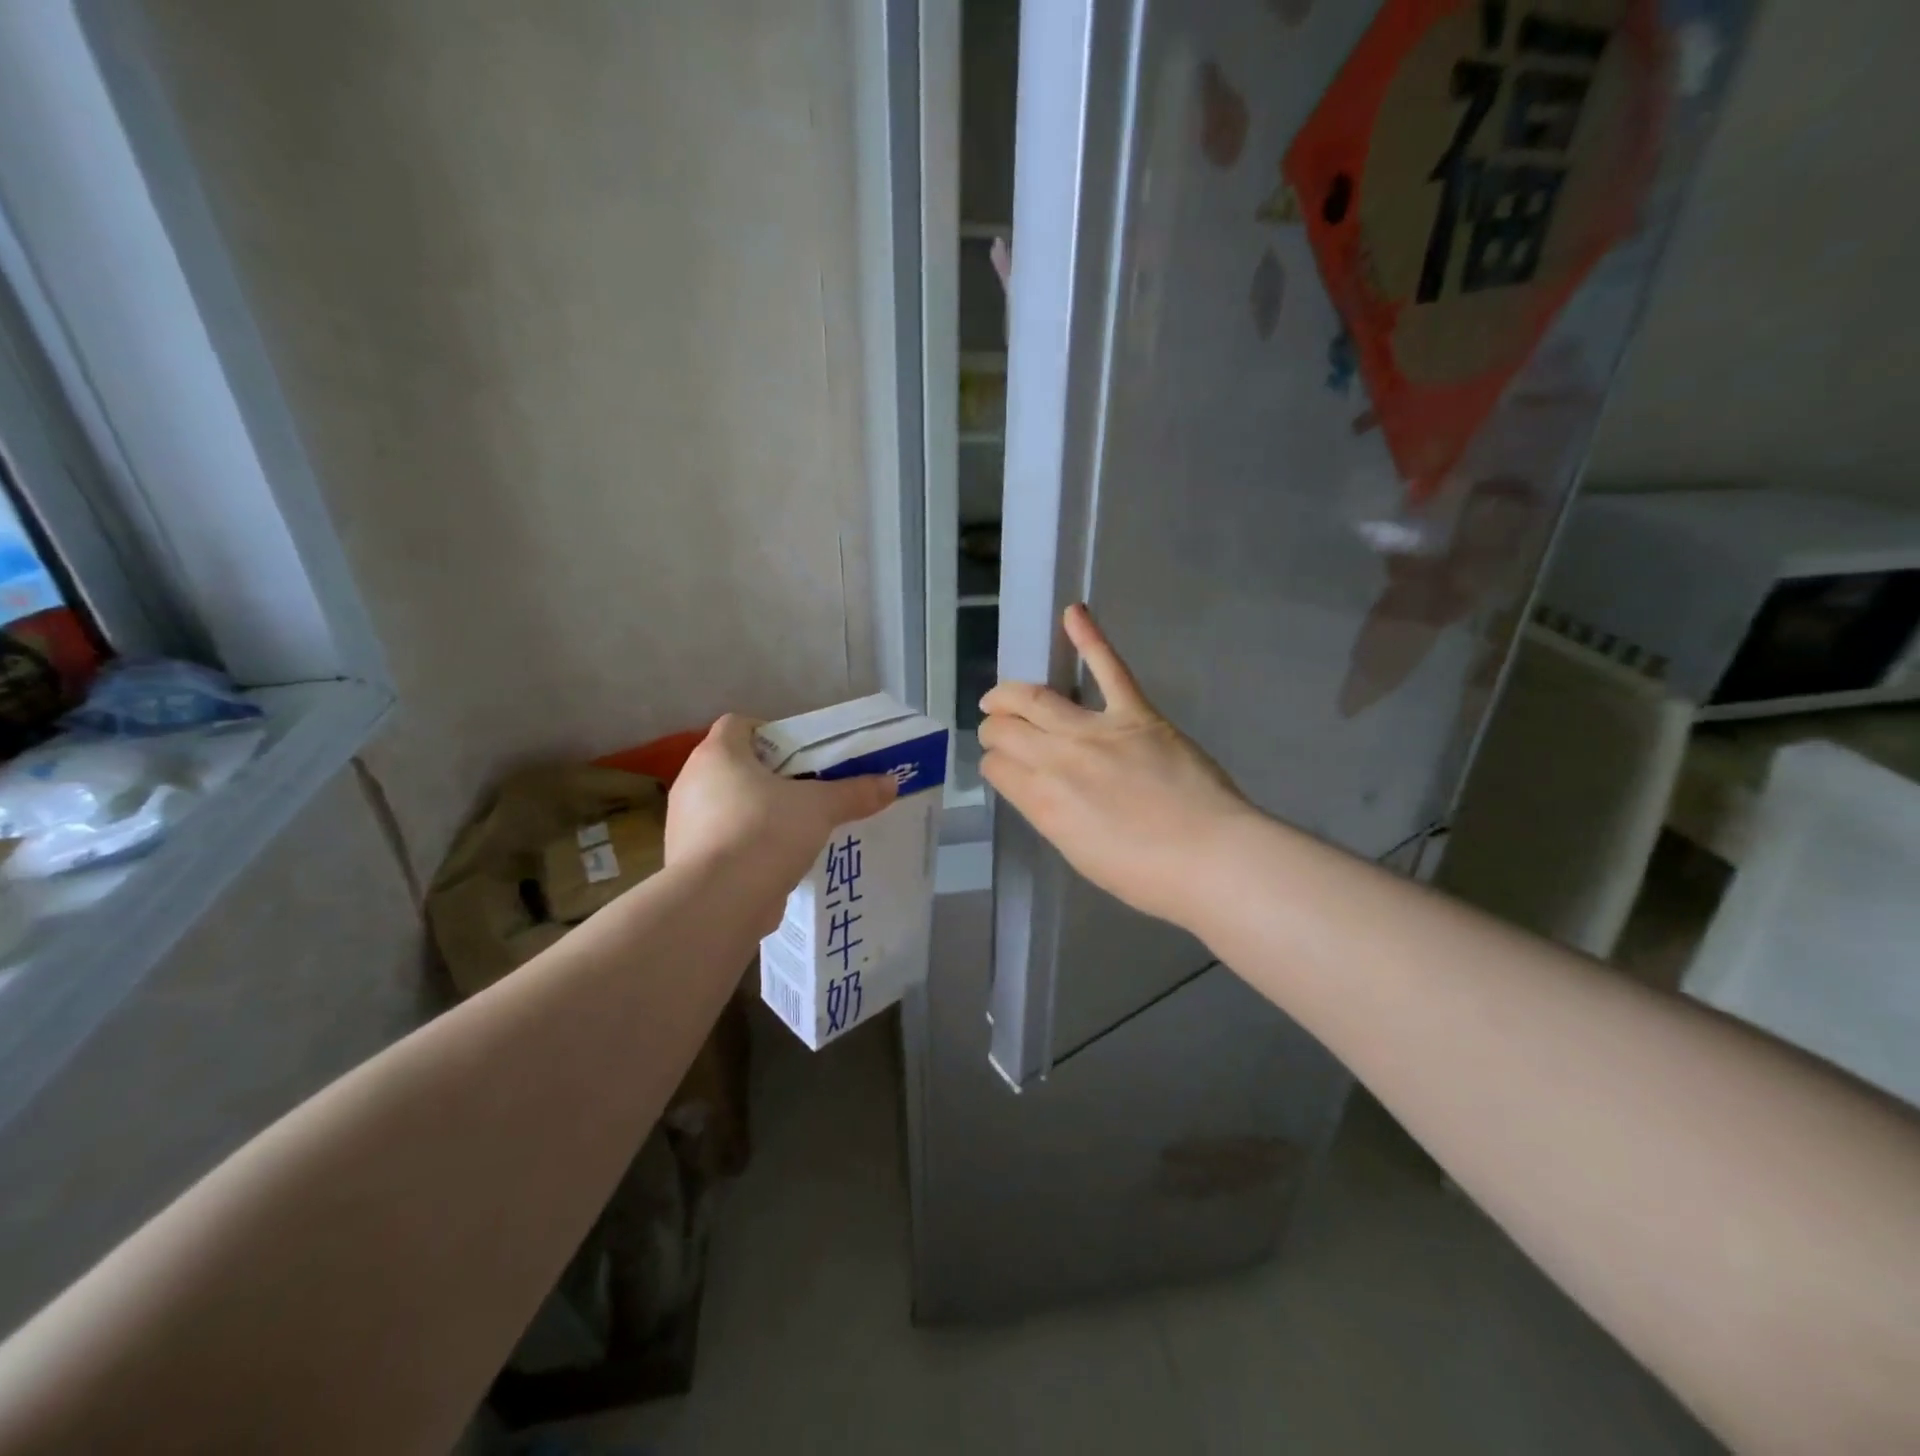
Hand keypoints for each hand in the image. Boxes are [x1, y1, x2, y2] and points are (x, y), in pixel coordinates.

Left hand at [666, 715, 895, 918]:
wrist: (717, 901)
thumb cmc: (765, 832)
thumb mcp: (820, 808)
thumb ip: (853, 793)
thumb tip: (891, 783)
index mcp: (718, 754)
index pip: (738, 725)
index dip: (769, 733)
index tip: (799, 754)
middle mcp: (692, 781)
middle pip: (734, 767)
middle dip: (769, 778)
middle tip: (805, 792)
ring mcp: (683, 823)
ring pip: (726, 806)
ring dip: (756, 814)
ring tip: (794, 831)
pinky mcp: (686, 860)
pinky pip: (721, 841)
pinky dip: (744, 847)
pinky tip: (774, 862)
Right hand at [979, 605, 1253, 927]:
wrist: (1210, 858)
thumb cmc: (1145, 874)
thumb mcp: (1079, 853)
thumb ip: (1052, 814)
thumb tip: (1041, 790)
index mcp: (1043, 802)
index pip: (997, 769)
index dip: (994, 764)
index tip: (1001, 766)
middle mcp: (1057, 760)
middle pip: (1007, 731)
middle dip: (994, 728)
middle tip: (996, 729)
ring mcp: (1095, 731)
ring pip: (1036, 699)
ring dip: (1010, 694)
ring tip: (1001, 694)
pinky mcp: (1135, 714)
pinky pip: (1109, 670)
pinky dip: (1091, 639)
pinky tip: (1073, 613)